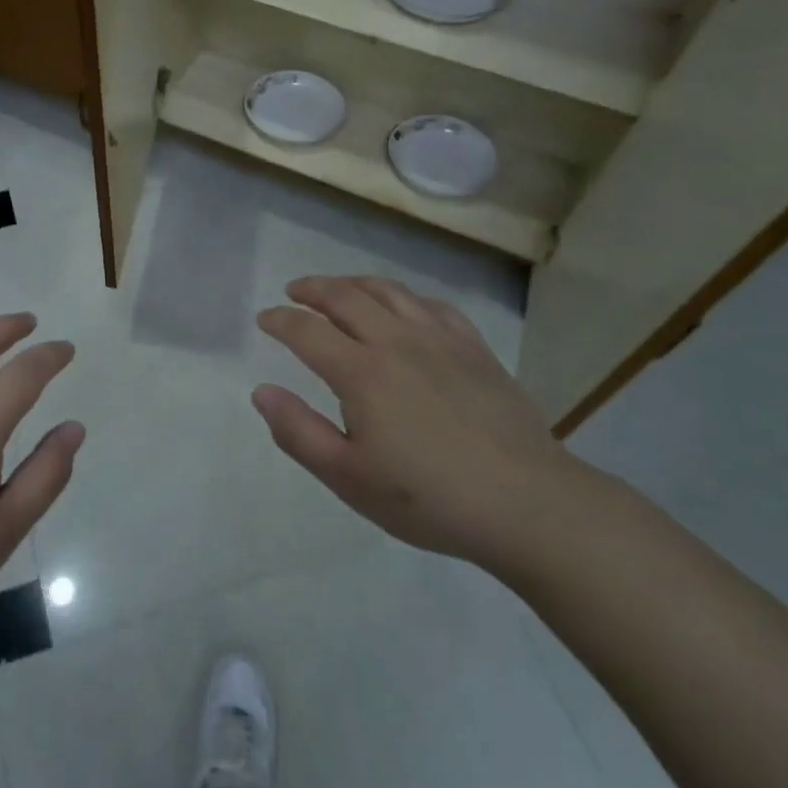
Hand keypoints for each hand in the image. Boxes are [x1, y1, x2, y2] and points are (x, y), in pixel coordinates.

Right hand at [252, 276, 584, 571]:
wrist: (526, 503)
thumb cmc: (428, 498)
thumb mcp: (348, 478)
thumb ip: (299, 432)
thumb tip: (262, 392)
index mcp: (361, 372)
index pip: (307, 330)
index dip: (280, 320)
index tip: (264, 319)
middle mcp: (396, 341)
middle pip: (346, 297)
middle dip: (313, 289)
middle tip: (295, 291)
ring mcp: (440, 340)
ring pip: (389, 291)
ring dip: (354, 284)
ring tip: (339, 288)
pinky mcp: (474, 348)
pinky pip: (432, 305)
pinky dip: (405, 297)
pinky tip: (403, 307)